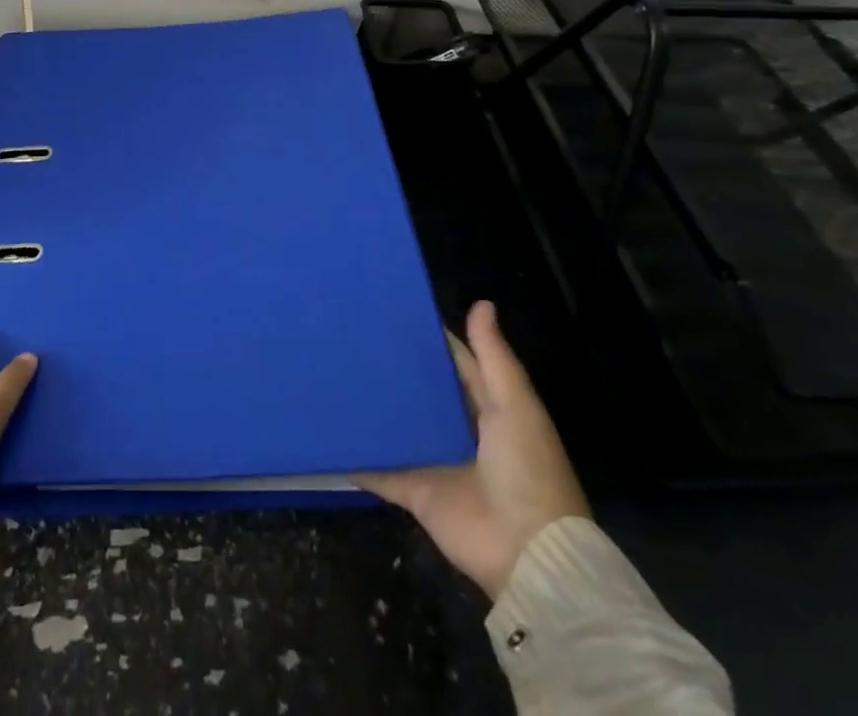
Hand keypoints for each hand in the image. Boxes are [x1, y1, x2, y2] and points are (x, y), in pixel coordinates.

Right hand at [357, 300, 587, 599]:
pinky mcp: (414, 490)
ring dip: (376, 406)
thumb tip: (481, 302)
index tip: (395, 308)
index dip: (432, 337)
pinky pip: (379, 470)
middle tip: (353, 332)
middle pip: (424, 392)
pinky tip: (330, 430)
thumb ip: (493, 357)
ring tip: (335, 368)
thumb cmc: (528, 470)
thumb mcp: (516, 405)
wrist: (527, 554)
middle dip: (396, 368)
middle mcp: (459, 430)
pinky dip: (358, 456)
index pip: (457, 362)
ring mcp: (434, 461)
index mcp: (490, 408)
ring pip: (399, 426)